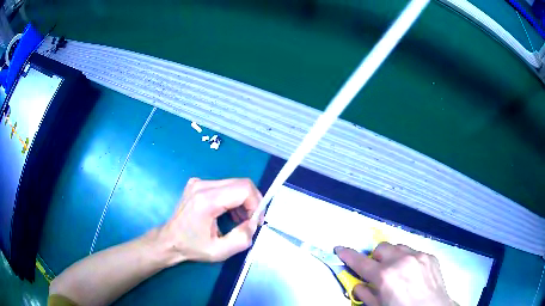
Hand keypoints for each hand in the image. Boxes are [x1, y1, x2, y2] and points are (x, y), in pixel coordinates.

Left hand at [158, 178, 261, 263]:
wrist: (169, 240)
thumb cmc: (192, 247)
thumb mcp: (220, 252)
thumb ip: (242, 238)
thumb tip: (253, 223)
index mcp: (207, 201)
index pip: (244, 189)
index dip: (256, 204)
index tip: (256, 221)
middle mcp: (202, 186)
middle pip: (241, 183)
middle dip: (252, 202)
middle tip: (251, 221)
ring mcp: (199, 182)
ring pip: (234, 184)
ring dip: (243, 200)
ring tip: (240, 220)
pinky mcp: (197, 184)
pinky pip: (224, 185)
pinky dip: (233, 198)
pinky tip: (229, 213)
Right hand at [335, 242, 454, 305]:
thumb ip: (366, 295)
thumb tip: (358, 285)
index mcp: (385, 277)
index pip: (360, 262)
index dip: (347, 255)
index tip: (339, 249)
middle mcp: (401, 261)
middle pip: (381, 248)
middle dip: (375, 258)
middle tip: (377, 270)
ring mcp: (418, 256)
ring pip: (398, 247)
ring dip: (392, 256)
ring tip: (397, 270)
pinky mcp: (430, 256)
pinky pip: (414, 252)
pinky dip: (408, 260)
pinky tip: (413, 273)